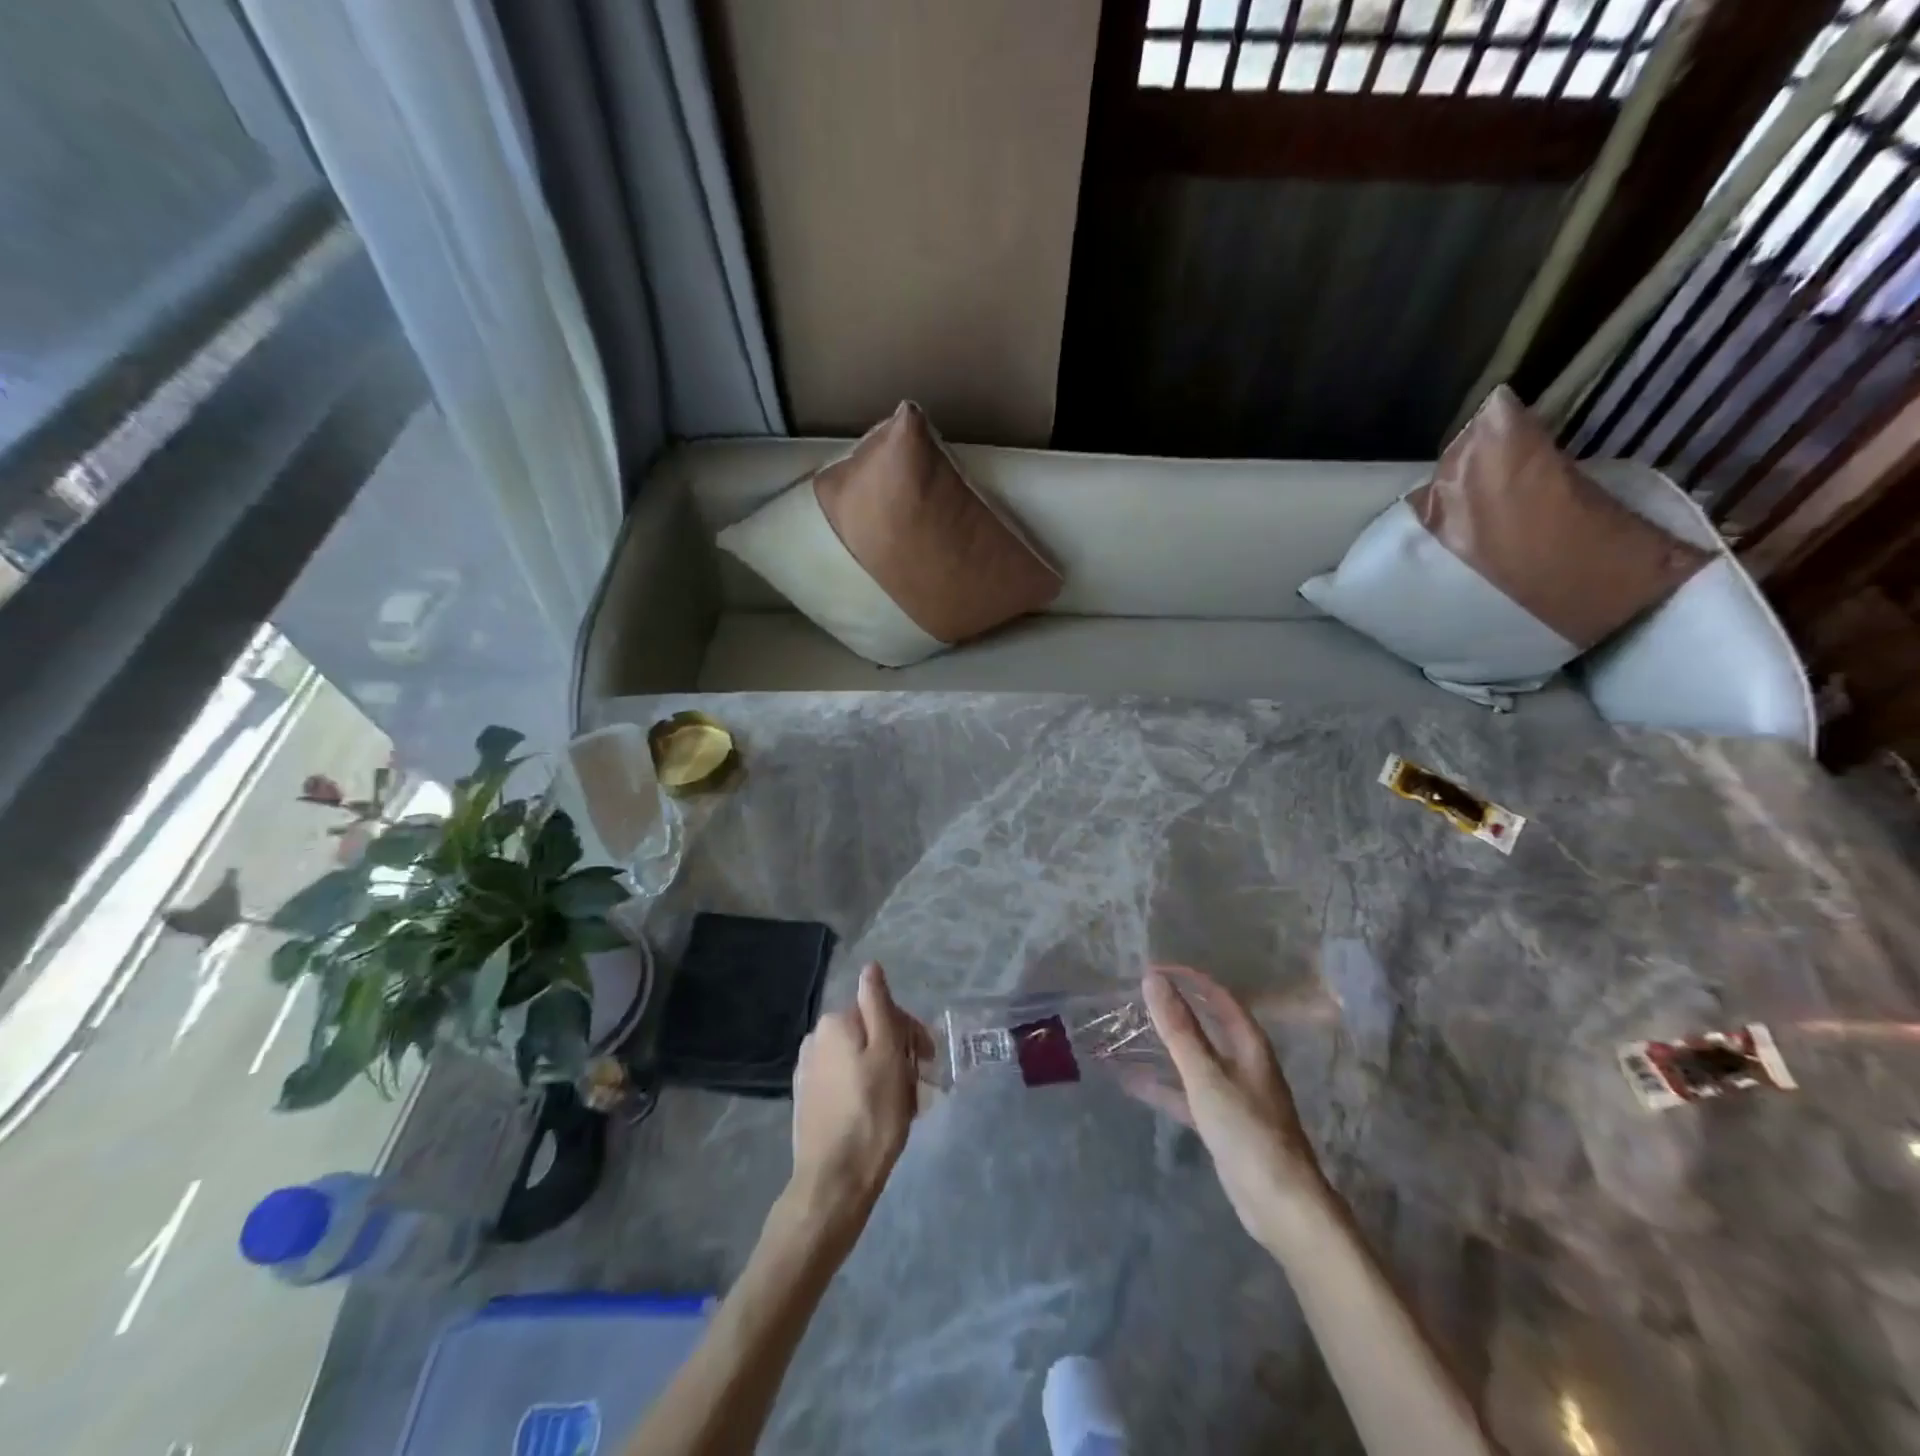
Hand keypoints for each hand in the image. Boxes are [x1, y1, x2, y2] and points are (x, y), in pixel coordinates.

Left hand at [786, 963, 933, 1238]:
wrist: (834, 1182)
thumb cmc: (872, 1114)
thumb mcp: (887, 1054)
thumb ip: (879, 1006)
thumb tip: (870, 966)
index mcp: (835, 1022)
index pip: (883, 1012)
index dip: (911, 1033)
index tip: (929, 1062)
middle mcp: (816, 1039)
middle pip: (871, 1034)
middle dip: (898, 1054)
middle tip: (919, 1086)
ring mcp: (808, 1071)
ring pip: (859, 1059)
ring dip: (884, 1073)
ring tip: (903, 1105)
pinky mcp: (808, 1100)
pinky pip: (846, 1082)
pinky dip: (865, 1090)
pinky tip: (878, 1116)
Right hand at [1135, 965, 1326, 1240]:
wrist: (1281, 1205)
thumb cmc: (1247, 1130)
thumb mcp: (1206, 1075)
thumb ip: (1179, 1028)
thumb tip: (1153, 980)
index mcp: (1248, 1044)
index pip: (1217, 996)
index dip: (1188, 979)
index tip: (1152, 970)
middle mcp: (1244, 1062)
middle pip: (1206, 1025)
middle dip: (1174, 1010)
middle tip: (1136, 999)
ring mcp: (1234, 1094)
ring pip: (1194, 1059)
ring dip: (1164, 1047)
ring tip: (1128, 1035)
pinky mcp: (1223, 1123)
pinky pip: (1187, 1093)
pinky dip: (1163, 1086)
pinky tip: (1132, 1083)